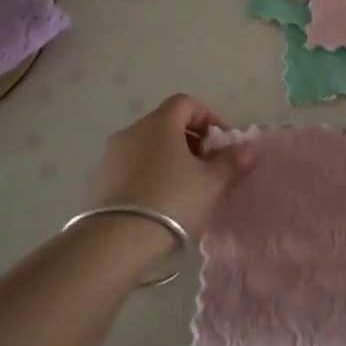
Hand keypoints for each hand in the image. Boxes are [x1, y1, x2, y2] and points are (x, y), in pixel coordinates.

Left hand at [86, 94, 256, 236]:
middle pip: (165, 124)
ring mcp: (110, 156)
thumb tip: (248, 148)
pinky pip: (129, 167)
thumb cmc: (172, 201)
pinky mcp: (97, 181)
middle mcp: (131, 131)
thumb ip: (231, 162)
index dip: (208, 117)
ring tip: (182, 188)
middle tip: (206, 167)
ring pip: (146, 146)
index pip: (186, 103)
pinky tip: (157, 202)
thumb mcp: (211, 183)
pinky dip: (147, 174)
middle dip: (190, 140)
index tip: (221, 142)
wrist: (115, 242)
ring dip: (167, 158)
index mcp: (159, 124)